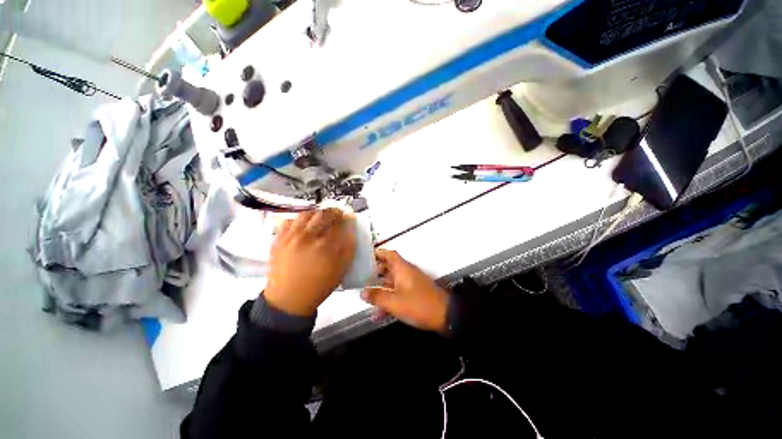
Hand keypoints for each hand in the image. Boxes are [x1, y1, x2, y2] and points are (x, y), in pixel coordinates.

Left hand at [264, 208, 355, 315]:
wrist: (288, 299)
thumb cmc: (319, 285)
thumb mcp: (341, 269)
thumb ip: (349, 247)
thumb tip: (351, 229)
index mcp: (326, 246)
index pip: (340, 223)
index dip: (346, 218)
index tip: (349, 218)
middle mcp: (309, 237)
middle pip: (324, 214)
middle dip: (334, 212)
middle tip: (337, 216)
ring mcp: (292, 237)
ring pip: (306, 214)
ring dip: (316, 214)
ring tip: (320, 219)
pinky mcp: (278, 239)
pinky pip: (288, 221)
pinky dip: (297, 220)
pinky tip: (302, 227)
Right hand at [361, 249, 449, 331]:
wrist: (445, 315)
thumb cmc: (418, 305)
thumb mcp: (395, 302)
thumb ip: (377, 296)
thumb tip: (362, 292)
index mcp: (402, 268)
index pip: (389, 254)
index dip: (377, 253)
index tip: (364, 257)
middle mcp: (406, 272)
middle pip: (389, 266)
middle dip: (375, 272)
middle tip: (363, 278)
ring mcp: (411, 282)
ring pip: (392, 280)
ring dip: (381, 287)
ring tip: (368, 296)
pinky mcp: (415, 292)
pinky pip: (398, 291)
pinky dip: (390, 297)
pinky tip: (380, 312)